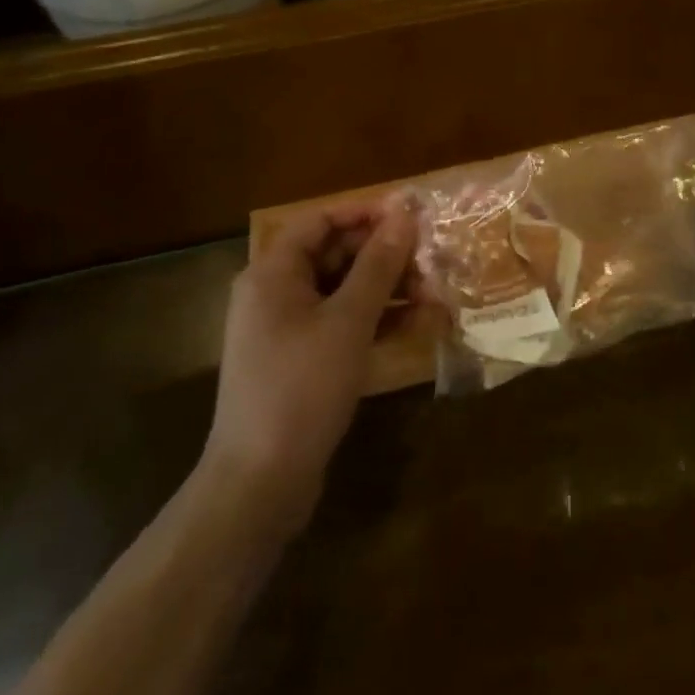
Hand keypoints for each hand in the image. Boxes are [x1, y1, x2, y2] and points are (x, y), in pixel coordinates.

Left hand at [201, 196, 415, 536]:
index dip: (365, 213)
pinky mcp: (299, 361)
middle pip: (333, 255)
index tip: (411, 215)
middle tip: (431, 260)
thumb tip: (404, 213)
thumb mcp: (349, 320)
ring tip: (434, 294)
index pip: (320, 220)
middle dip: (384, 256)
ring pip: (342, 292)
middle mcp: (274, 293)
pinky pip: (340, 324)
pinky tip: (416, 325)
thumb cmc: (302, 387)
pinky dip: (374, 321)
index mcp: (273, 273)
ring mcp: (286, 330)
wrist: (260, 482)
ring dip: (387, 289)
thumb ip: (378, 265)